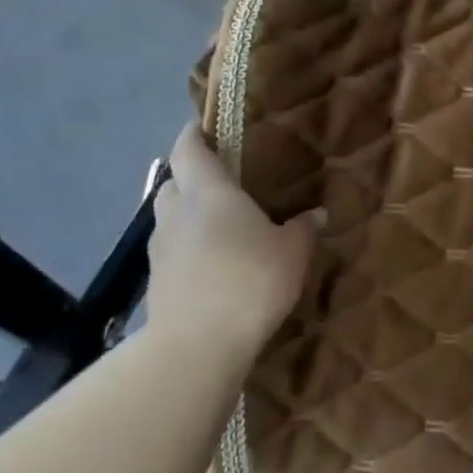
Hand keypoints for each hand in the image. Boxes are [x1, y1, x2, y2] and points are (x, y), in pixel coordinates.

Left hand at [144, 123, 316, 354]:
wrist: (197, 345)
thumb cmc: (249, 281)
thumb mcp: (292, 252)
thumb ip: (303, 229)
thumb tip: (316, 214)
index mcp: (209, 193)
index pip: (189, 149)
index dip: (194, 134)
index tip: (204, 126)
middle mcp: (177, 213)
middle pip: (174, 182)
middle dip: (191, 177)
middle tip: (221, 182)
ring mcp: (160, 250)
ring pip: (169, 218)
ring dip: (187, 215)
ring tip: (218, 227)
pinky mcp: (156, 283)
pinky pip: (171, 252)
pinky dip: (186, 249)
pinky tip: (211, 265)